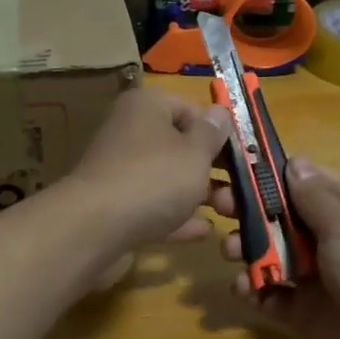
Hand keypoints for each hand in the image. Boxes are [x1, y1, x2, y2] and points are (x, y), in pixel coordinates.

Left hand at [62, 86, 233, 255]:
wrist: (95, 229)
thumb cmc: (154, 178)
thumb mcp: (196, 152)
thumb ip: (212, 133)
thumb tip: (220, 112)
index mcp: (146, 107)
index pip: (190, 108)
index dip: (219, 131)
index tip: (244, 155)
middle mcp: (130, 133)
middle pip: (180, 146)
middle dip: (214, 169)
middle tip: (243, 189)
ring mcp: (121, 172)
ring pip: (168, 179)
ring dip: (200, 195)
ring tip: (231, 213)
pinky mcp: (116, 208)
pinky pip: (154, 208)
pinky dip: (178, 217)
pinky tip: (205, 231)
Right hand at [214, 157, 339, 338]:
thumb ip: (313, 194)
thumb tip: (293, 162)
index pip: (305, 180)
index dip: (271, 174)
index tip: (235, 168)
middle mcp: (329, 237)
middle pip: (280, 215)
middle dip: (248, 209)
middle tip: (217, 205)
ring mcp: (314, 275)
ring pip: (269, 253)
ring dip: (245, 248)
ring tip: (230, 252)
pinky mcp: (301, 311)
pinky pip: (268, 293)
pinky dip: (251, 288)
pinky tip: (242, 287)